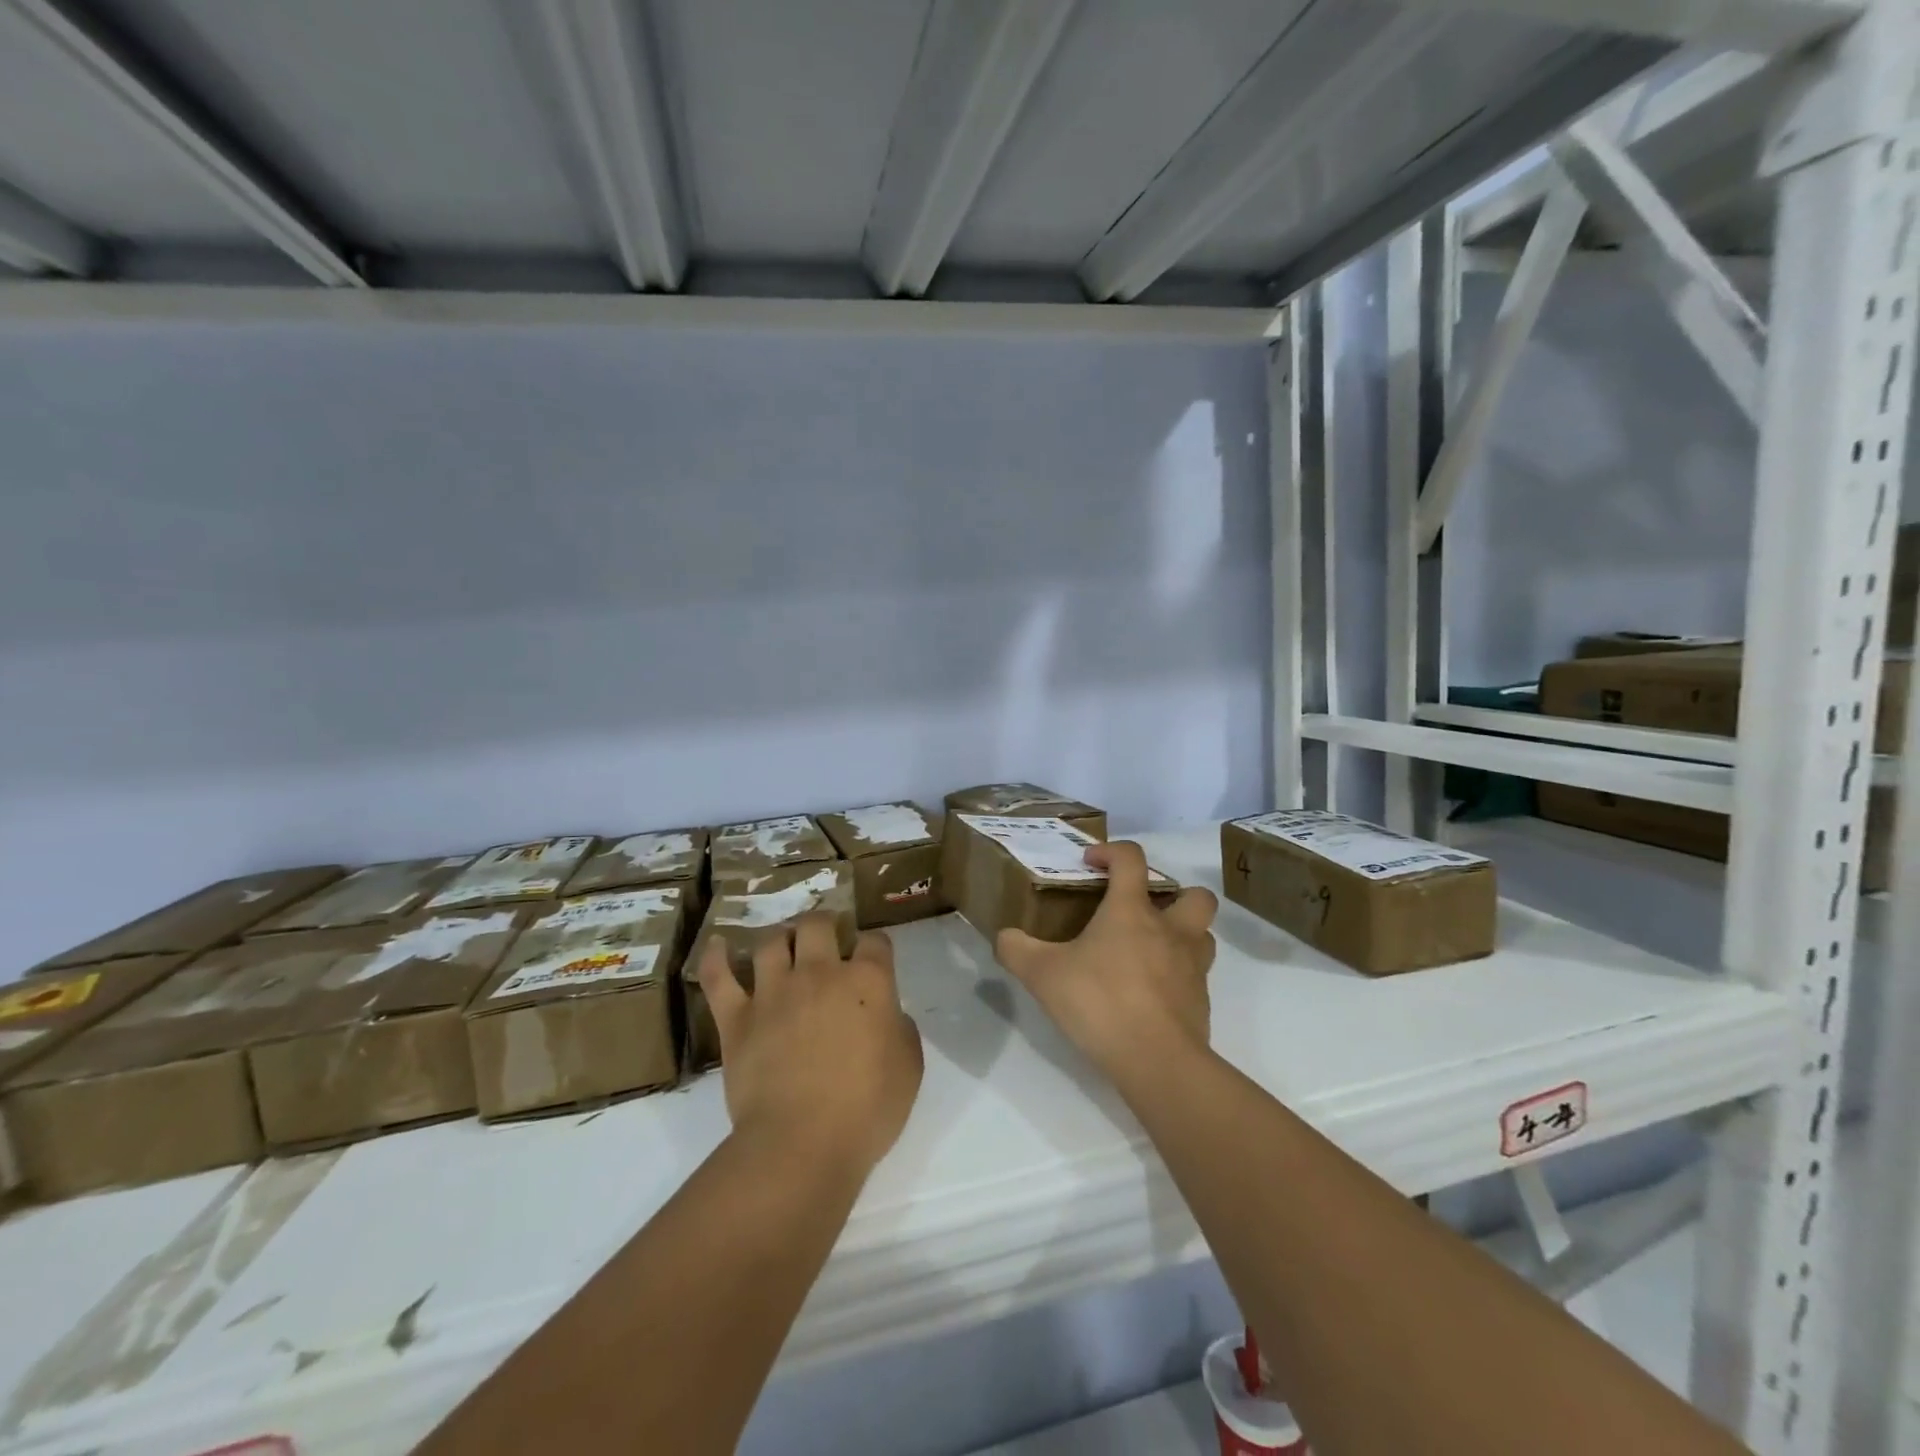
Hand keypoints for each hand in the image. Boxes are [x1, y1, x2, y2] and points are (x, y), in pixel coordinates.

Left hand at [698, 914, 923, 1177]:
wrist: (802, 1144)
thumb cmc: (867, 1109)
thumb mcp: (909, 1067)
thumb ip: (901, 1028)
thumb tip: (888, 1014)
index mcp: (867, 981)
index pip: (875, 942)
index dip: (876, 947)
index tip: (875, 959)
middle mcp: (819, 973)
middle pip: (818, 925)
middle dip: (824, 924)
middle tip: (826, 939)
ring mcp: (774, 992)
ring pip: (771, 942)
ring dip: (780, 938)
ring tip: (784, 945)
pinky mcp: (737, 1017)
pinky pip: (719, 977)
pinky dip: (715, 958)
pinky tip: (718, 945)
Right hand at [995, 841, 1217, 1084]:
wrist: (1157, 1061)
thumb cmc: (1100, 1002)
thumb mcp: (1042, 975)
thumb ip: (1017, 950)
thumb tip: (1005, 937)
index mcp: (1132, 911)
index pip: (1132, 859)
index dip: (1111, 852)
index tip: (1090, 863)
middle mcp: (1170, 930)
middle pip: (1195, 895)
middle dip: (1175, 893)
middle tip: (1143, 911)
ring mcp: (1192, 967)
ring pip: (1202, 935)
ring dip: (1183, 934)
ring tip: (1151, 950)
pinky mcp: (1201, 1002)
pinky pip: (1196, 977)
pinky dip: (1178, 976)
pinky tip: (1150, 994)